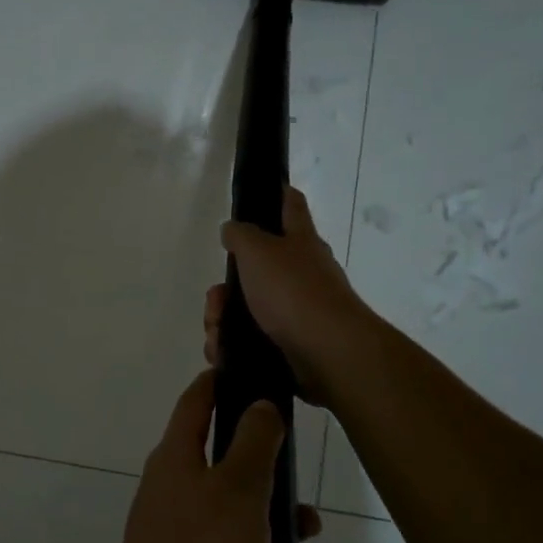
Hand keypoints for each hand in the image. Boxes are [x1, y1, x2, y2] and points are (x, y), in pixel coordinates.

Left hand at [100, 370, 286, 542]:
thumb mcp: (238, 491)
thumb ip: (254, 442)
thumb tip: (258, 403)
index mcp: (177, 461)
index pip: (196, 402)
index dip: (221, 383)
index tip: (253, 376)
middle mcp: (174, 497)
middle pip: (234, 478)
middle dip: (281, 502)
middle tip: (312, 524)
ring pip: (246, 536)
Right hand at [209, 186, 373, 405]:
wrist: (327, 352)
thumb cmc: (292, 291)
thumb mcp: (257, 251)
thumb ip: (240, 235)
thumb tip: (232, 229)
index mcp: (301, 241)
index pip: (291, 205)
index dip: (278, 193)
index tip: (264, 189)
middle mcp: (304, 273)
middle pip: (257, 269)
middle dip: (227, 287)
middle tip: (215, 300)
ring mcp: (299, 311)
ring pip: (249, 308)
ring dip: (224, 320)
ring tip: (216, 333)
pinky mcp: (292, 345)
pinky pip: (253, 340)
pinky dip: (233, 346)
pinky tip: (222, 353)